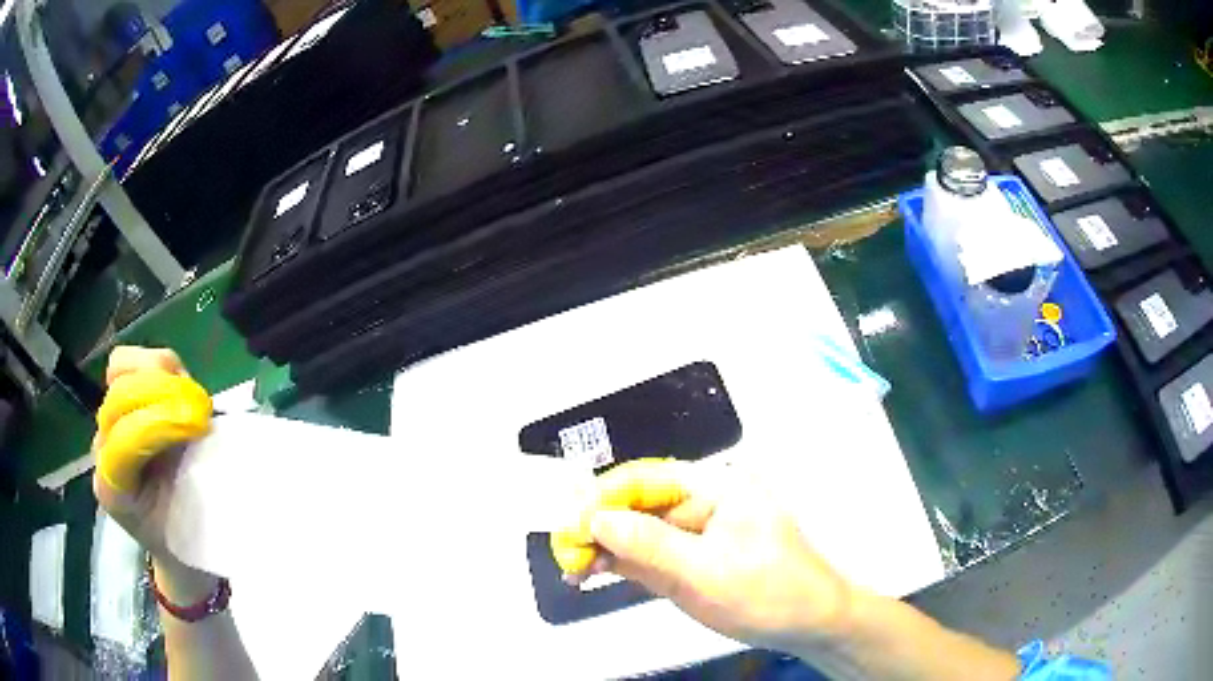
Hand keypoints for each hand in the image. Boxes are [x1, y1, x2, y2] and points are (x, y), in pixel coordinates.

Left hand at [93, 346, 217, 601]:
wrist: (174, 543)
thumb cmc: (189, 540)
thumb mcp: (193, 528)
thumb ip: (190, 489)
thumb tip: (208, 445)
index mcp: (114, 491)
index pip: (124, 441)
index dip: (160, 425)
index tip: (201, 425)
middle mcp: (103, 450)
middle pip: (120, 398)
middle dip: (163, 396)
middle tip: (202, 412)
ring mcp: (108, 421)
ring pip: (121, 370)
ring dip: (159, 375)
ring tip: (189, 397)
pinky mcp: (119, 399)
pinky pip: (128, 362)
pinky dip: (156, 365)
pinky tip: (178, 386)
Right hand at [551, 459, 854, 654]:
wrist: (811, 624)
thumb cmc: (772, 593)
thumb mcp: (707, 572)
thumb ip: (650, 545)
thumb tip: (597, 520)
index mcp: (718, 486)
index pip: (648, 479)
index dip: (604, 498)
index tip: (571, 524)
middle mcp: (705, 501)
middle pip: (639, 505)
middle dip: (600, 528)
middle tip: (565, 552)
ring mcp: (698, 532)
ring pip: (639, 532)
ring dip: (605, 548)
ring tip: (573, 567)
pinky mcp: (693, 558)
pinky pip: (650, 554)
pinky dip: (622, 564)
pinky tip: (595, 572)